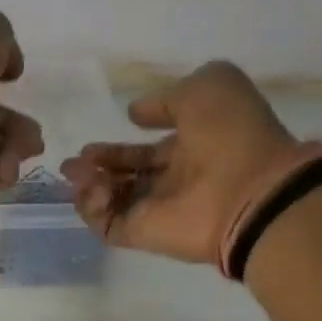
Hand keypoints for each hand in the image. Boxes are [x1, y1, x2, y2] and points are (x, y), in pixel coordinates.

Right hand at [60, 61, 296, 266]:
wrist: (249, 190)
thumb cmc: (232, 133)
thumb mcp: (208, 86)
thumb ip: (166, 98)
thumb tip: (134, 114)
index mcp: (192, 147)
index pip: (147, 151)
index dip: (119, 147)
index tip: (92, 143)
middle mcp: (173, 180)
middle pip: (125, 177)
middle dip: (97, 167)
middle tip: (72, 163)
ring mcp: (157, 210)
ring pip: (113, 200)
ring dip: (90, 185)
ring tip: (80, 173)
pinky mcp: (142, 234)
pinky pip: (107, 225)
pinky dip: (92, 210)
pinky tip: (92, 189)